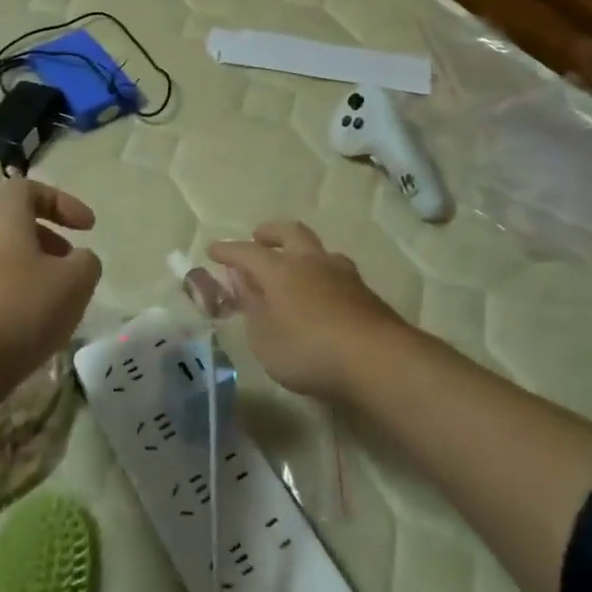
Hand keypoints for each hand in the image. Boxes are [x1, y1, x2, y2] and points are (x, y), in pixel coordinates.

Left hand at [0, 178, 102, 392]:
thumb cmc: (19, 310)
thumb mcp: (74, 283)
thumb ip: (86, 262)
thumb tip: (79, 260)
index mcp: (2, 214)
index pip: (29, 188)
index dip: (63, 202)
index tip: (88, 228)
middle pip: (14, 221)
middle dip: (48, 238)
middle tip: (71, 262)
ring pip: (1, 254)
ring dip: (31, 268)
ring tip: (55, 300)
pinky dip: (12, 293)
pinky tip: (28, 326)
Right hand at [208, 221, 409, 402]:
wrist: (378, 360)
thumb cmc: (309, 350)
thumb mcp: (265, 339)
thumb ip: (252, 308)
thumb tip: (242, 283)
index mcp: (279, 269)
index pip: (246, 253)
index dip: (228, 251)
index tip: (213, 249)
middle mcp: (310, 261)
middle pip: (289, 232)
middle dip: (270, 233)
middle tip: (259, 238)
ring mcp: (342, 273)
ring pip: (317, 250)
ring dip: (301, 252)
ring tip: (295, 267)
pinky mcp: (365, 292)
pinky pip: (336, 272)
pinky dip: (321, 276)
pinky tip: (322, 294)